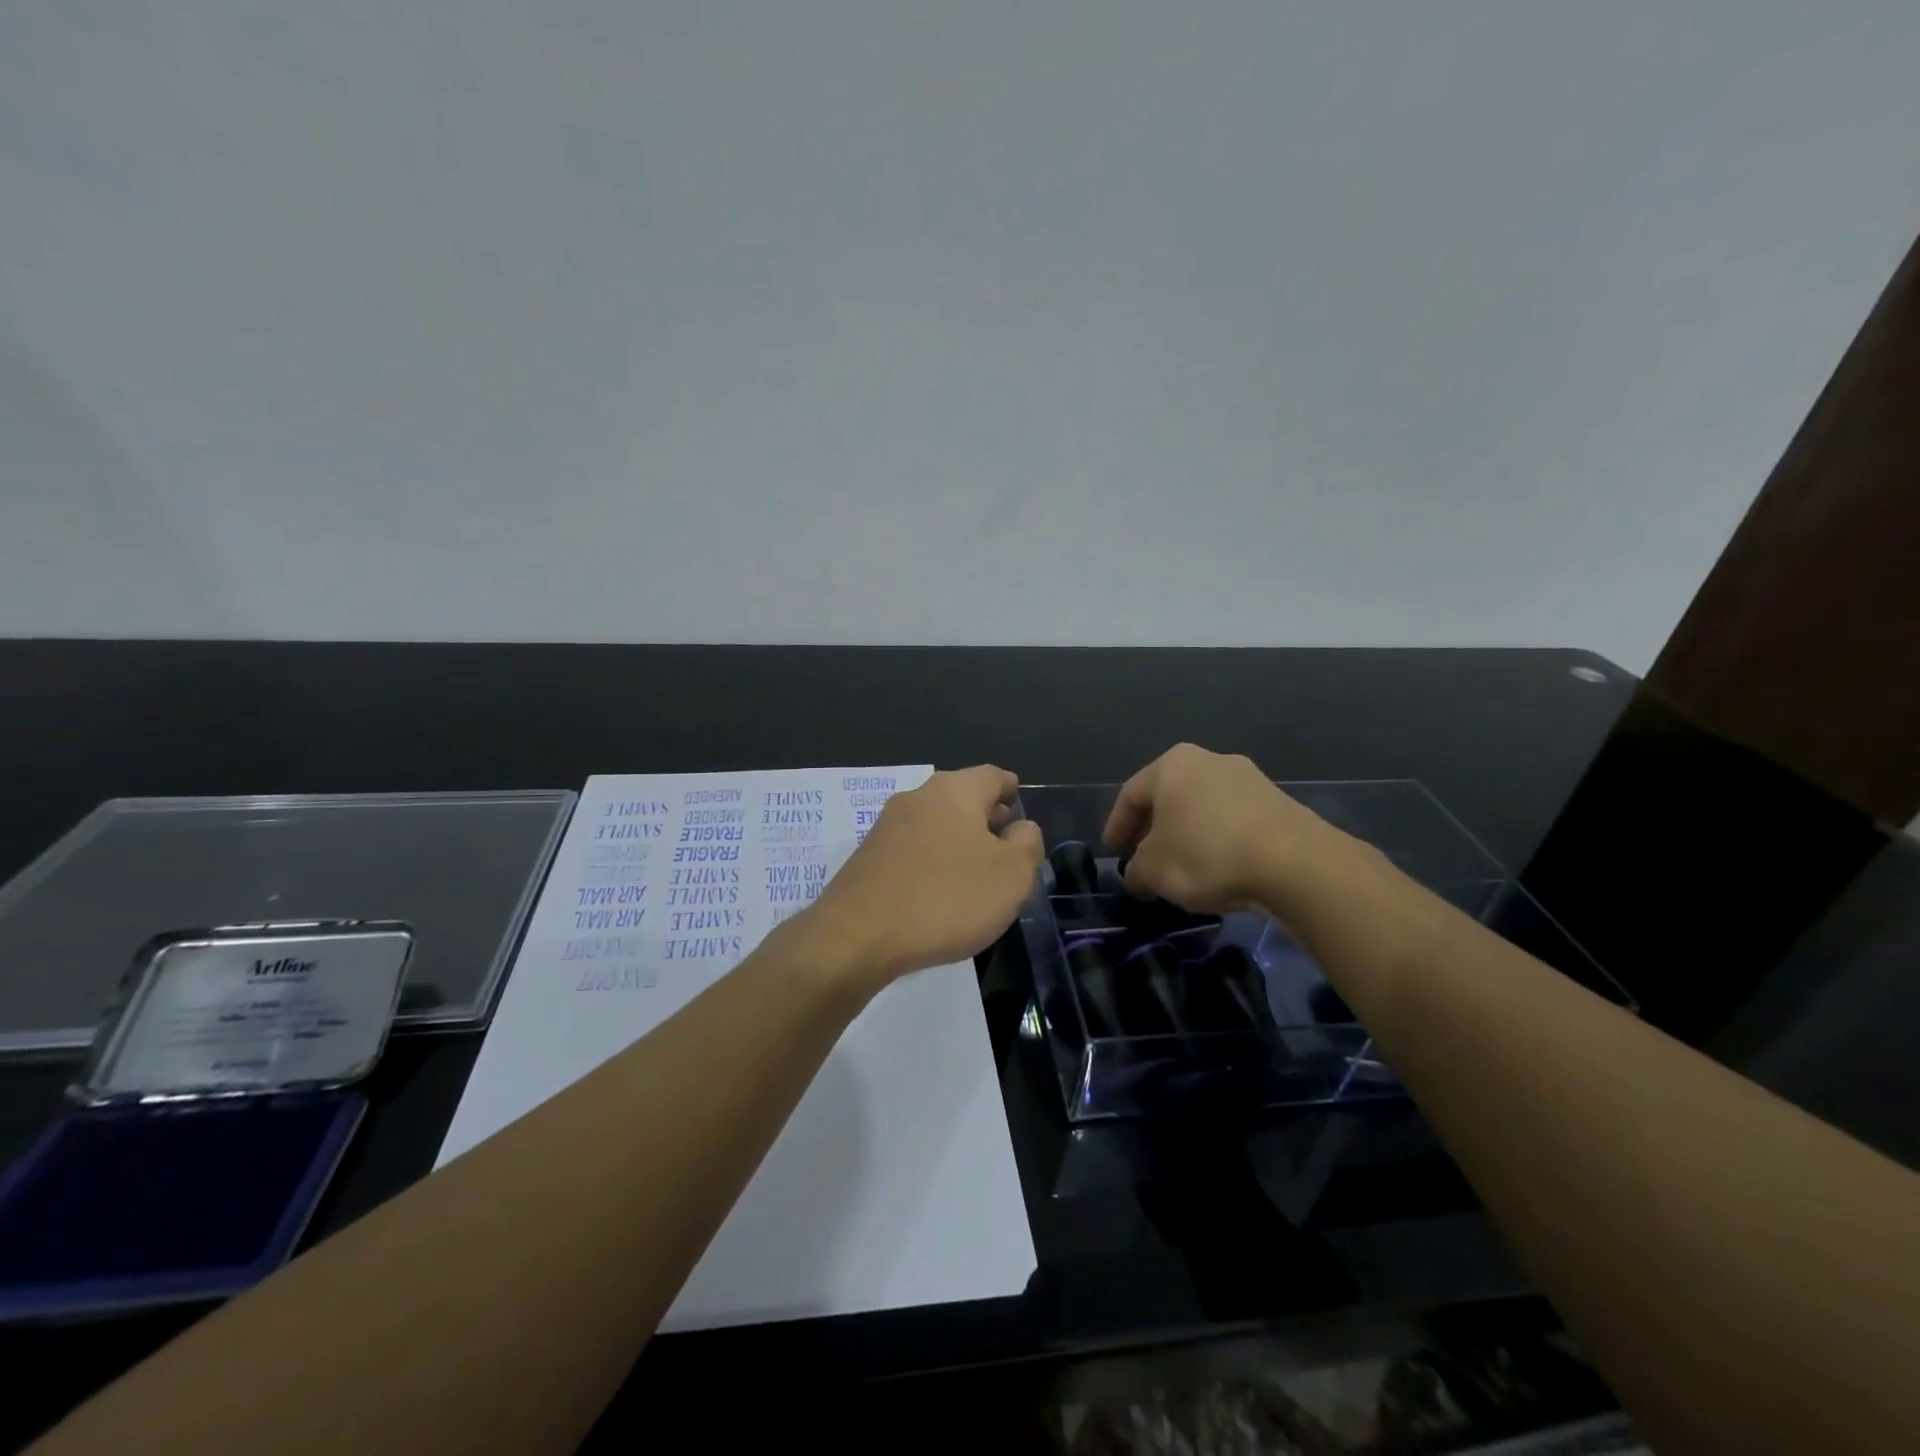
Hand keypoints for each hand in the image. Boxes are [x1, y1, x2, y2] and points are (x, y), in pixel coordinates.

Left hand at [805, 765, 1042, 989]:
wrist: (857, 937)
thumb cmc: (946, 898)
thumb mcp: (1011, 875)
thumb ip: (1027, 844)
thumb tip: (1020, 828)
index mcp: (954, 790)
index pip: (994, 776)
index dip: (1013, 791)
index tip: (1023, 813)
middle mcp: (917, 797)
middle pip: (963, 798)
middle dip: (988, 819)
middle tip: (1008, 849)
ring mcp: (887, 827)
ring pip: (937, 825)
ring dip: (960, 843)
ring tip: (978, 877)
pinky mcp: (868, 858)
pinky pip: (914, 851)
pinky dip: (934, 863)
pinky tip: (941, 894)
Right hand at [1103, 743, 1340, 913]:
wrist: (1294, 863)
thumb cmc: (1206, 854)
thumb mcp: (1154, 870)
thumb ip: (1136, 871)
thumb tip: (1137, 876)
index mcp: (1172, 764)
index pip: (1131, 795)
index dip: (1116, 827)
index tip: (1113, 854)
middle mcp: (1209, 760)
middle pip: (1169, 797)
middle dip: (1153, 830)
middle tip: (1143, 859)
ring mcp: (1249, 778)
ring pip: (1202, 808)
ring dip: (1187, 835)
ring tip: (1182, 868)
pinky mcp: (1279, 802)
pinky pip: (1233, 821)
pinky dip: (1218, 841)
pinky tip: (1218, 868)